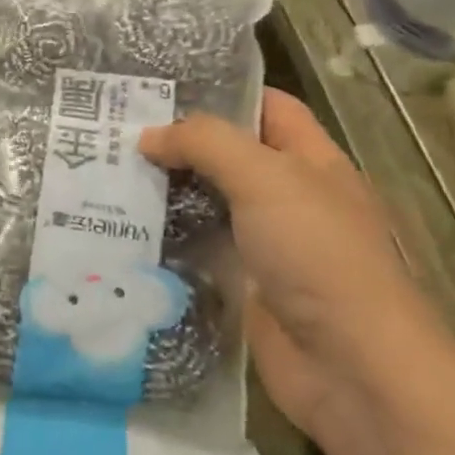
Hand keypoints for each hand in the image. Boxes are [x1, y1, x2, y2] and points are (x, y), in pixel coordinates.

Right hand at [140, 89, 442, 435]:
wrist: (350, 367)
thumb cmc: (319, 255)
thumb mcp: (266, 179)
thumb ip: (206, 144)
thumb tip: (148, 137)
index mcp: (311, 162)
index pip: (267, 107)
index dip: (221, 92)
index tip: (159, 88)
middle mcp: (289, 198)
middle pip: (228, 156)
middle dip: (177, 143)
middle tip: (114, 131)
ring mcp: (265, 244)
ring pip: (206, 203)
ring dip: (164, 192)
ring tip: (104, 174)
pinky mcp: (240, 285)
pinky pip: (196, 250)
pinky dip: (164, 239)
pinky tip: (120, 227)